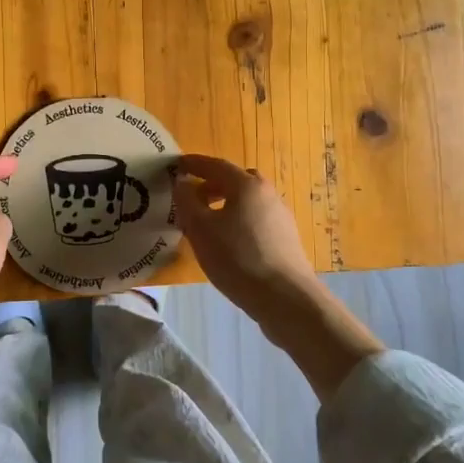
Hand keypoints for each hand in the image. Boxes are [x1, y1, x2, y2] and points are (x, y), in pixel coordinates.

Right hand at [172, 153, 381, 396]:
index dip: (194, 164)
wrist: (285, 298)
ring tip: (207, 224)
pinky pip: (256, 220)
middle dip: (211, 185)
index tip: (177, 165)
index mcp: (247, 185)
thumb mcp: (201, 229)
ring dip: (226, 205)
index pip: (216, 165)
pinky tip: (228, 243)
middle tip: (192, 198)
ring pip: (247, 202)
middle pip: (235, 181)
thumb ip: (187, 201)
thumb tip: (182, 183)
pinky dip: (238, 221)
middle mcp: (267, 194)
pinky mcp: (286, 239)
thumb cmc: (238, 258)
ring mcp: (280, 216)